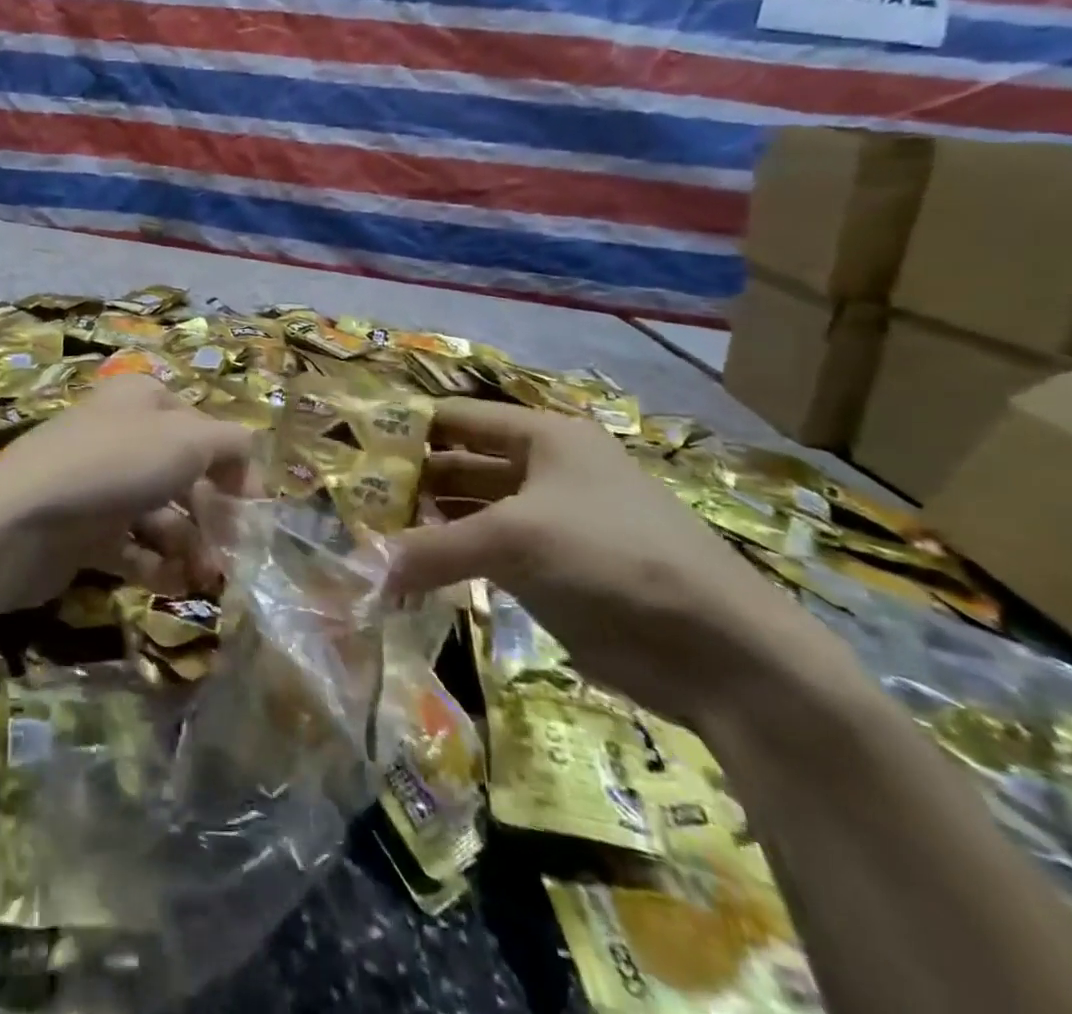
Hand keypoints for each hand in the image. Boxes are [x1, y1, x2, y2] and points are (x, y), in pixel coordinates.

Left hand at [0, 376, 253, 609]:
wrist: (20, 520)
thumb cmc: (113, 466)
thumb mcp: (187, 440)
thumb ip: (231, 443)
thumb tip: (248, 456)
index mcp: (144, 400)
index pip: (204, 429)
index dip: (234, 467)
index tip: (255, 511)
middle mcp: (121, 435)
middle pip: (184, 475)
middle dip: (214, 515)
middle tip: (234, 555)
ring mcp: (99, 483)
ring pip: (160, 514)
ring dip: (190, 546)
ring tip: (206, 578)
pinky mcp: (82, 529)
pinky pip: (130, 546)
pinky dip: (155, 565)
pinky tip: (173, 584)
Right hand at [391, 398, 830, 729]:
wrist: (721, 652)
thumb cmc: (614, 559)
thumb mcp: (515, 541)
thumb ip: (431, 550)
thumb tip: (361, 569)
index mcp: (544, 437)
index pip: (457, 418)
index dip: (406, 428)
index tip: (351, 447)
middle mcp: (543, 470)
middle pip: (459, 463)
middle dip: (409, 482)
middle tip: (350, 502)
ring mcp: (548, 521)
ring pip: (469, 511)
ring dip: (426, 524)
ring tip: (370, 536)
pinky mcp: (551, 569)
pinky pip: (485, 553)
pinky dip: (449, 559)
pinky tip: (410, 571)